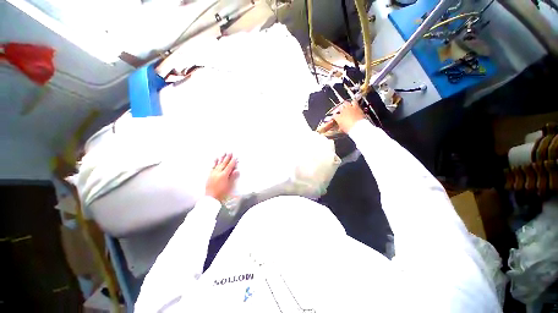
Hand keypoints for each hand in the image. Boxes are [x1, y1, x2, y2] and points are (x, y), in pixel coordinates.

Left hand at [206, 153, 238, 202]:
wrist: (211, 198)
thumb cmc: (222, 193)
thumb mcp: (229, 186)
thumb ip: (232, 177)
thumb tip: (237, 170)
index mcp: (224, 175)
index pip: (229, 166)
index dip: (233, 162)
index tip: (235, 157)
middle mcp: (218, 173)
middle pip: (224, 163)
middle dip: (227, 157)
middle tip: (230, 152)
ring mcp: (213, 173)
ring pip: (218, 164)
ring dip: (221, 158)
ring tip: (223, 153)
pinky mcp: (209, 175)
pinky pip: (212, 167)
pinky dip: (214, 163)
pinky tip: (215, 159)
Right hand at [332, 100, 365, 133]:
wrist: (358, 127)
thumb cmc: (350, 129)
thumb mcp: (342, 128)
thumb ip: (340, 124)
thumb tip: (340, 124)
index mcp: (338, 117)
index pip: (334, 115)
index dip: (335, 116)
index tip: (336, 117)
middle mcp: (342, 111)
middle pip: (339, 107)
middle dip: (340, 109)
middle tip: (341, 110)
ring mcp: (349, 108)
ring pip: (345, 102)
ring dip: (346, 104)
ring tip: (347, 105)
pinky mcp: (356, 106)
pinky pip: (354, 102)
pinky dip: (353, 102)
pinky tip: (354, 103)